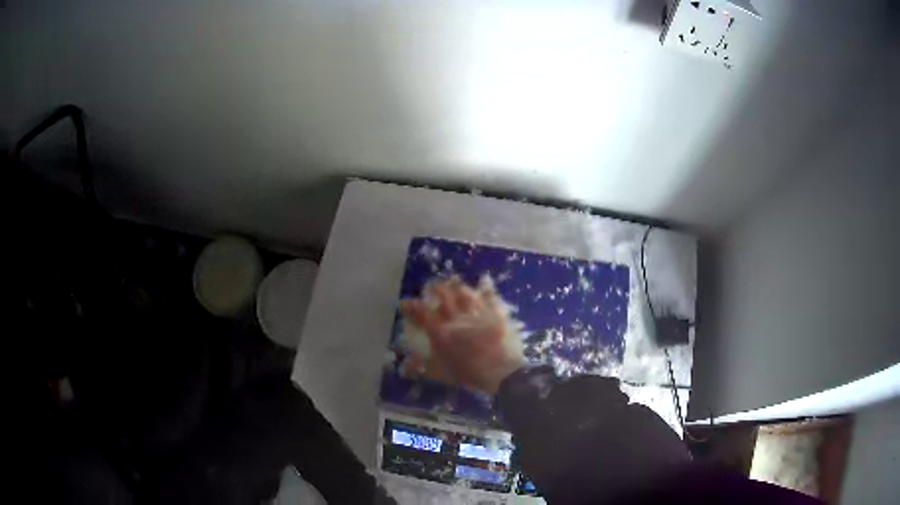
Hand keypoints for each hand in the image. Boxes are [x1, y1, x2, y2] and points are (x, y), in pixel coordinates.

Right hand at [400, 276, 526, 394]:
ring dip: (456, 285)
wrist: (503, 373)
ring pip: (464, 292)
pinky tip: (484, 280)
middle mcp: (456, 318)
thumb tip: (405, 366)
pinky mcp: (496, 312)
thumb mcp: (441, 374)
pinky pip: (490, 295)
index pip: (421, 314)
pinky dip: (486, 287)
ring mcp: (477, 313)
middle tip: (430, 287)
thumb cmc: (470, 375)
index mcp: (441, 333)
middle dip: (434, 288)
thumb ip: (422, 367)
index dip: (411, 306)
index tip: (405, 303)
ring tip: (452, 281)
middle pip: (443, 296)